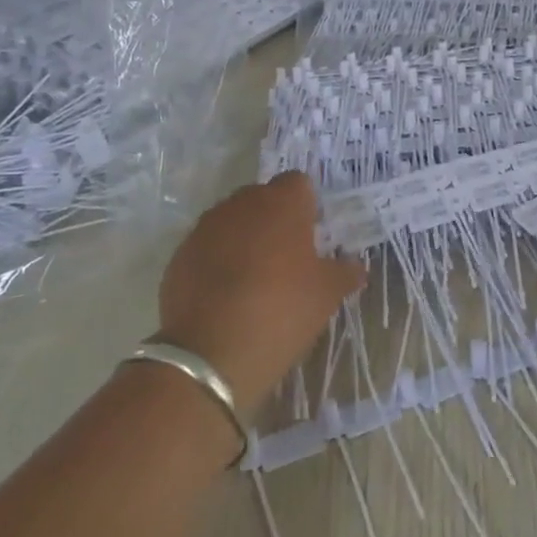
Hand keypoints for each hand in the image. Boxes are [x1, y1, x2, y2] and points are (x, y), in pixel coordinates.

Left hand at [156, 171, 361, 413]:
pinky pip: (207, 248)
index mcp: (282, 203)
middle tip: (288, 258)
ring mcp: (206, 228)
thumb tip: (356, 266)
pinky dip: (217, 262)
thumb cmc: (282, 310)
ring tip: (255, 279)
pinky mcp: (180, 255)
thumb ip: (345, 272)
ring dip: (244, 239)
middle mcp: (241, 204)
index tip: (312, 235)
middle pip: (263, 199)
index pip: (298, 183)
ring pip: (232, 222)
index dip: (307, 205)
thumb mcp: (327, 294)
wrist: (210, 353)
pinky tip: (226, 295)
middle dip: (275, 220)